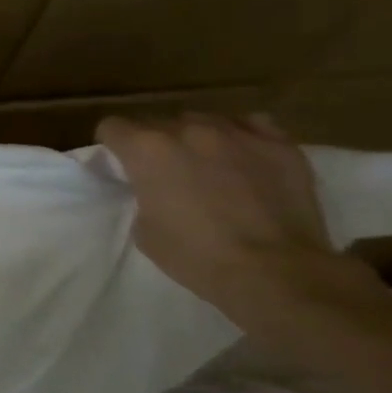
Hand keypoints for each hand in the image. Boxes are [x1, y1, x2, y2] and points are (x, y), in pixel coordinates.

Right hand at [95, 112, 342, 307]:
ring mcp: (237, 134)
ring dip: (197, 138)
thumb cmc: (197, 256)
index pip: (113, 127)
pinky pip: (252, 125)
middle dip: (156, 142)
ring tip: (208, 163)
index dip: (112, 144)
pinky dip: (241, 137)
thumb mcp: (144, 229)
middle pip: (158, 122)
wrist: (276, 272)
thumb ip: (143, 194)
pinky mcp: (279, 145)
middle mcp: (188, 130)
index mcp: (147, 149)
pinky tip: (244, 158)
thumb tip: (155, 187)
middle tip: (166, 171)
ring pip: (204, 120)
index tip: (120, 162)